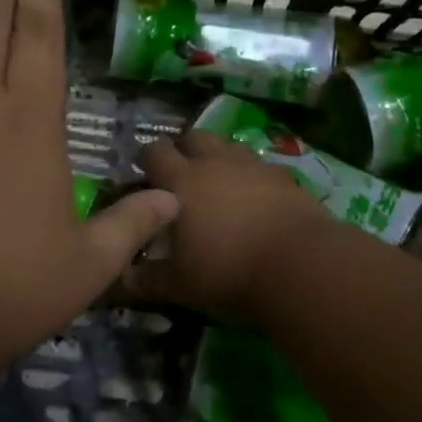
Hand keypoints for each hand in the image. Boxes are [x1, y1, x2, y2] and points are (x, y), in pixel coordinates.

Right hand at [125, 132, 332, 327]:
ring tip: (220, 185)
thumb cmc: (228, 271)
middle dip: (184, 150)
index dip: (147, 159)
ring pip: (230, 147)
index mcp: (182, 180)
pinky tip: (256, 200)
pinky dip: (253, 177)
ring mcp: (254, 166)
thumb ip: (146, 279)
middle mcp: (216, 162)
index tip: (144, 175)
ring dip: (220, 159)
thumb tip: (120, 280)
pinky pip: (262, 167)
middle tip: (182, 176)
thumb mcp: (179, 284)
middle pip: (194, 137)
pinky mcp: (286, 178)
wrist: (301, 266)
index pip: (155, 152)